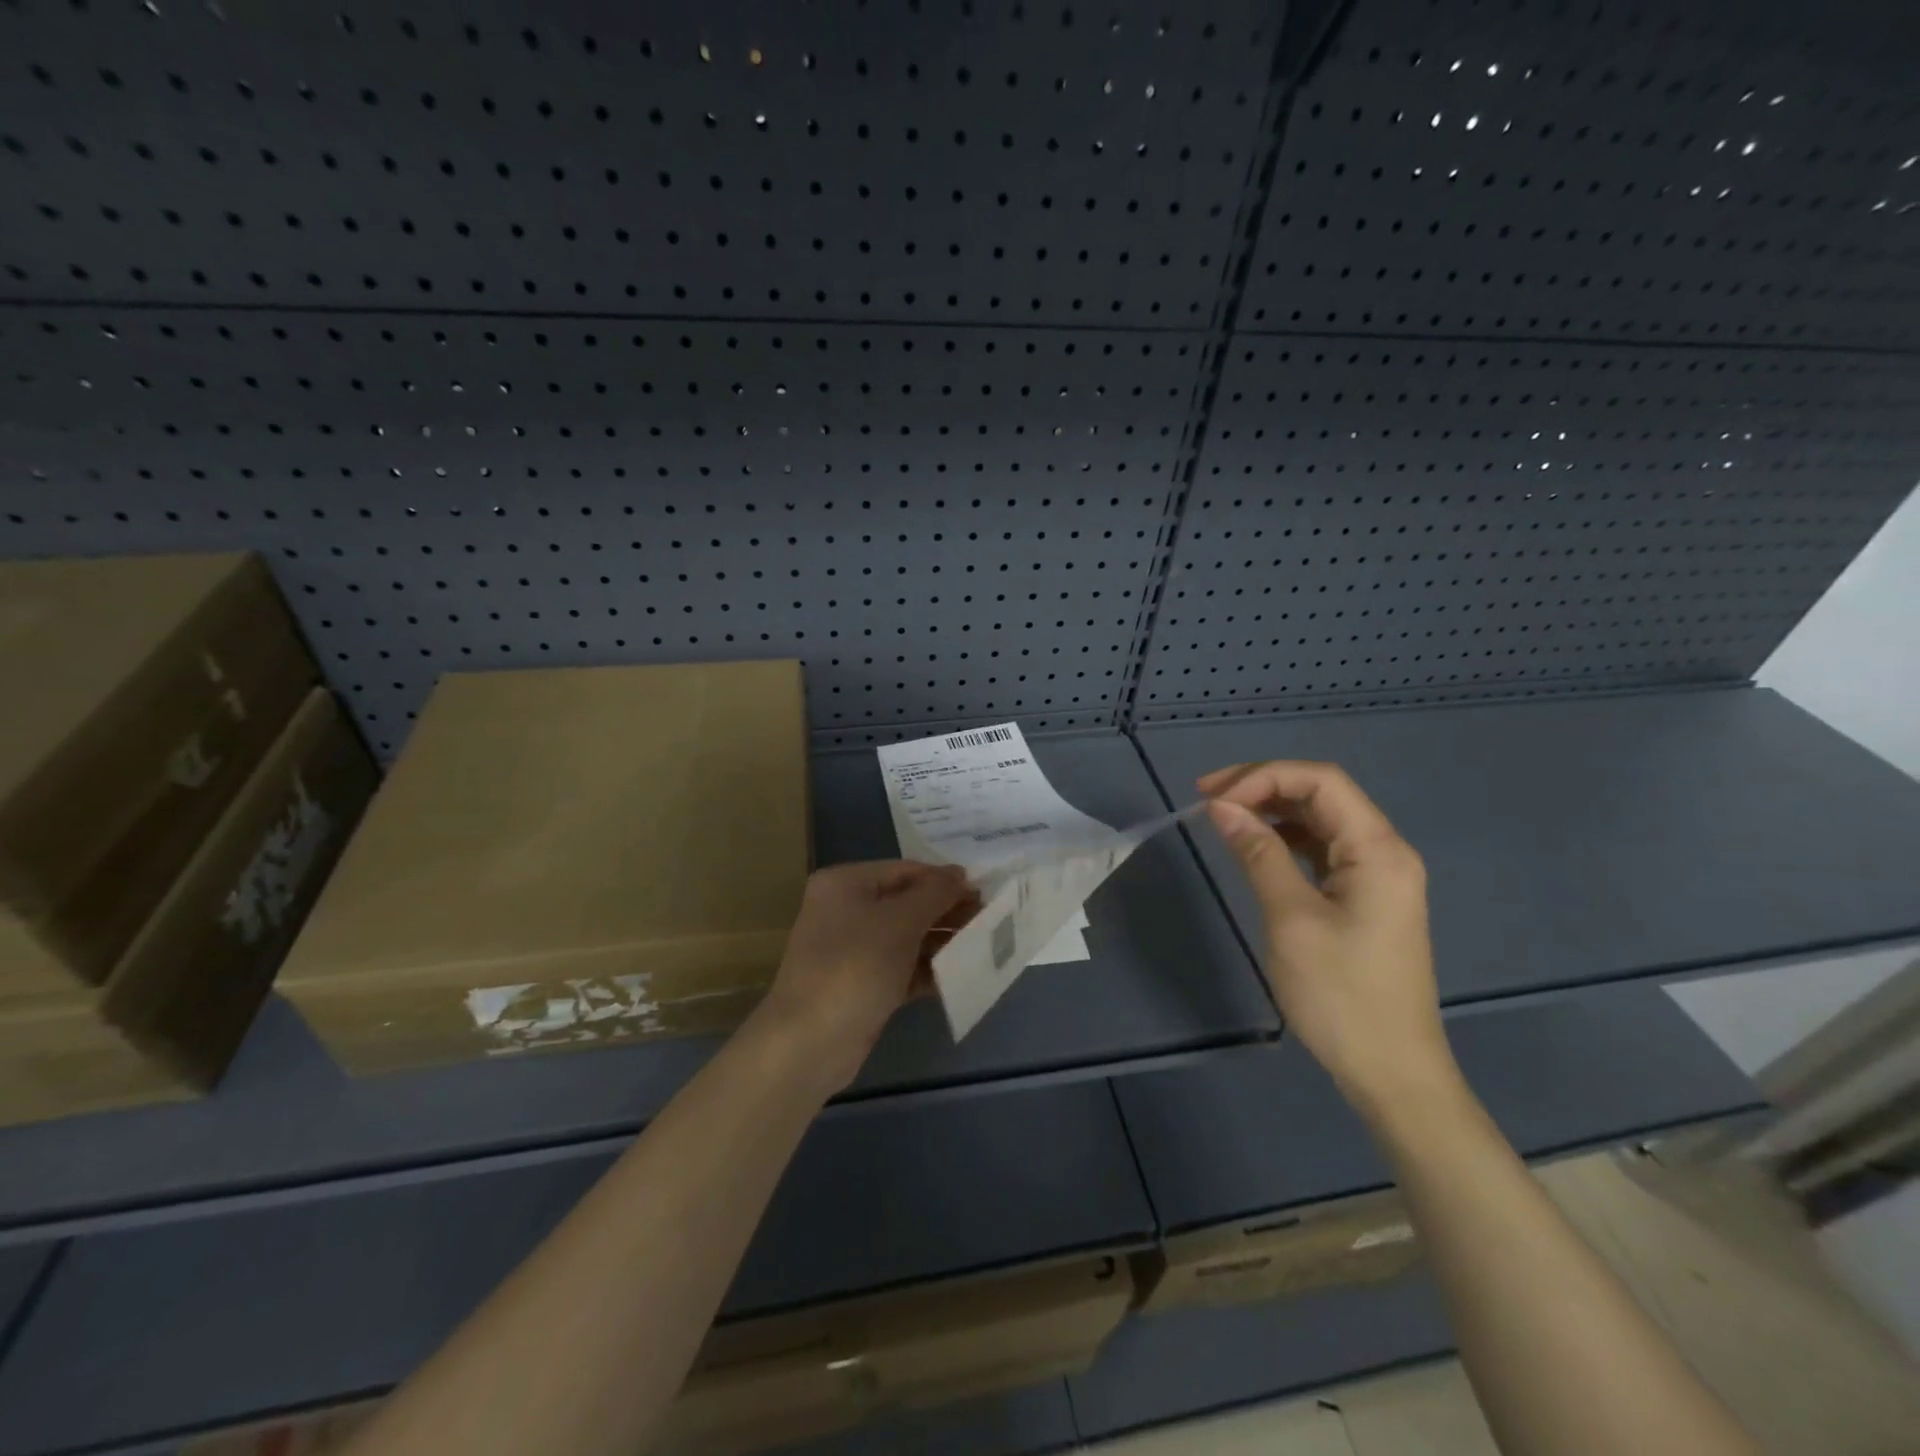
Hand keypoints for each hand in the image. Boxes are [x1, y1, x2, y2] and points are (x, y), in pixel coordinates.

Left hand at [752, 860, 972, 1092]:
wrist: (810, 1042)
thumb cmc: (855, 966)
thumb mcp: (900, 921)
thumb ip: (935, 893)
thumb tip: (960, 874)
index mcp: (845, 884)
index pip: (905, 870)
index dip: (944, 879)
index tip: (984, 891)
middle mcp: (846, 910)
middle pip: (907, 903)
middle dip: (946, 911)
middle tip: (988, 919)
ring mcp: (852, 950)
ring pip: (906, 936)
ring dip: (942, 941)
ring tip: (982, 945)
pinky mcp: (862, 984)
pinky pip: (902, 967)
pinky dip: (928, 969)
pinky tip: (960, 975)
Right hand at [1199, 760, 1456, 1115]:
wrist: (1392, 1071)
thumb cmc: (1341, 995)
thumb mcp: (1291, 918)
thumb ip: (1258, 854)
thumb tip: (1222, 807)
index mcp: (1378, 849)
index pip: (1321, 781)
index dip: (1262, 776)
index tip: (1211, 797)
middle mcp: (1384, 852)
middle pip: (1322, 794)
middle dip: (1263, 787)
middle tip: (1207, 798)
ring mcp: (1377, 876)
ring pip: (1321, 820)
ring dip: (1272, 811)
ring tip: (1223, 818)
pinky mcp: (1365, 898)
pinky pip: (1323, 850)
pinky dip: (1285, 840)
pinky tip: (1256, 848)